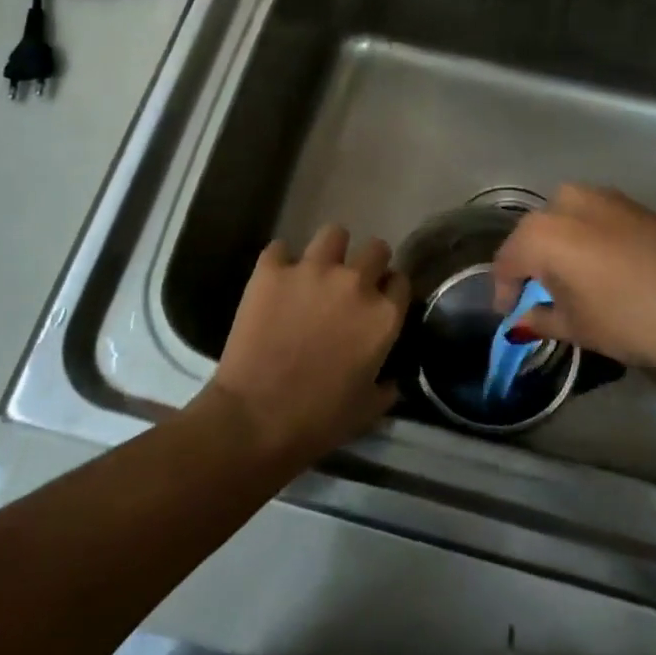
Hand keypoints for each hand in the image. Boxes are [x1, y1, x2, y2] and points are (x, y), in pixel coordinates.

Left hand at [199, 225, 408, 465]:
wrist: (255, 419)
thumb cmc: (318, 420)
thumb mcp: (368, 410)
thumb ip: (386, 386)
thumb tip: (390, 379)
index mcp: (384, 316)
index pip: (400, 281)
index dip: (389, 291)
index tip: (379, 302)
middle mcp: (355, 283)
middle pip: (376, 248)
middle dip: (367, 263)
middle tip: (349, 286)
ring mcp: (311, 271)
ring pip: (334, 233)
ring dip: (330, 251)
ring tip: (316, 271)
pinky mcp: (271, 271)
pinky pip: (280, 248)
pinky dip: (279, 263)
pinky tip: (275, 282)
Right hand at [491, 184, 655, 376]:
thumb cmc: (634, 318)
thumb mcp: (580, 327)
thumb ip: (542, 319)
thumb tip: (522, 320)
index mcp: (542, 232)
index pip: (507, 261)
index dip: (504, 290)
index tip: (509, 314)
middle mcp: (566, 203)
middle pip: (534, 235)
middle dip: (532, 265)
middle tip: (540, 297)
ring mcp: (605, 198)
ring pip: (565, 222)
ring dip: (560, 250)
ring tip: (571, 284)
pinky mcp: (635, 205)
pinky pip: (594, 220)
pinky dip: (587, 242)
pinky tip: (602, 270)